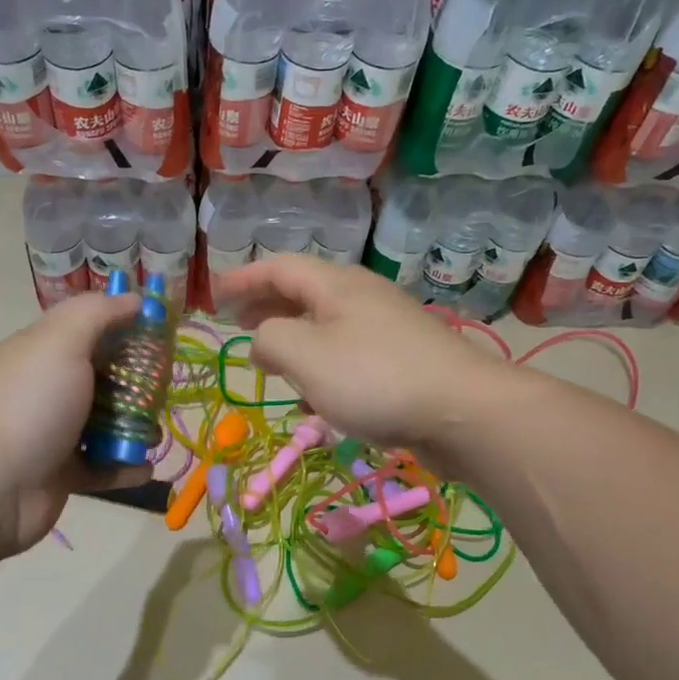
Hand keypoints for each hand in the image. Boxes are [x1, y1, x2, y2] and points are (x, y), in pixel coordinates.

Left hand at [0, 292, 152, 556]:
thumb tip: (134, 298)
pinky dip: (126, 466)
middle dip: (137, 380)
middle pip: (103, 375)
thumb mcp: (61, 342)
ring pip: (106, 422)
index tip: (162, 329)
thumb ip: (97, 313)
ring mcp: (54, 432)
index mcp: (42, 351)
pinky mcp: (63, 473)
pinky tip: (147, 466)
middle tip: (164, 386)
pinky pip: (103, 466)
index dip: (125, 323)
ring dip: (135, 426)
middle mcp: (48, 388)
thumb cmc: (30, 405)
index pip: (89, 326)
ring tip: (155, 433)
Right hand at [215, 257, 509, 457]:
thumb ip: (270, 339)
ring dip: (294, 342)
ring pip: (327, 328)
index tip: (214, 295)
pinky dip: (323, 372)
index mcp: (336, 286)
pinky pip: (350, 358)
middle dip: (267, 308)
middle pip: (304, 293)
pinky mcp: (404, 363)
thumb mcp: (305, 354)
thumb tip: (260, 341)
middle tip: (238, 325)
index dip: (243, 278)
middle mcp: (362, 299)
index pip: (279, 268)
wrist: (464, 411)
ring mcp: (387, 330)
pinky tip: (316, 403)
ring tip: (272, 365)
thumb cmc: (375, 378)